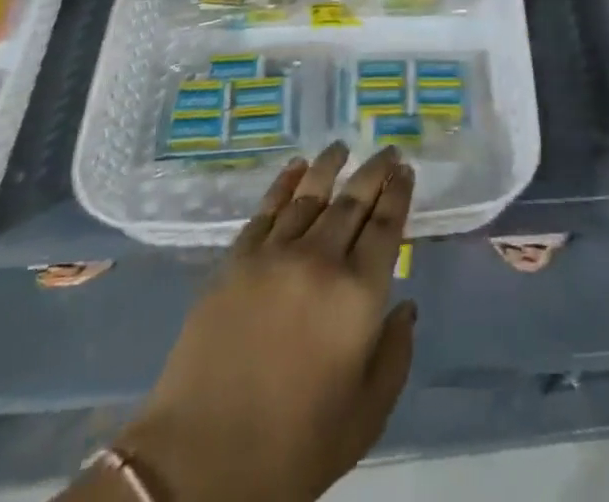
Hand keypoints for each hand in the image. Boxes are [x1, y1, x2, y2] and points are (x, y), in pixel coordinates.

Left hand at [112, 144, 415, 501]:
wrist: (201, 461)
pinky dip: (285, 183)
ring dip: (330, 166)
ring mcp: (275, 254)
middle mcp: (321, 259)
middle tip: (387, 150)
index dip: (399, 194)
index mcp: (358, 295)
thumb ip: (394, 355)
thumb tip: (407, 306)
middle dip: (374, 171)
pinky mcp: (237, 259)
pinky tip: (295, 168)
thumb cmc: (295, 448)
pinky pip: (267, 208)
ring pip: (310, 193)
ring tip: (342, 147)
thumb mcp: (365, 416)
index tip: (406, 170)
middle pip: (353, 200)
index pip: (386, 226)